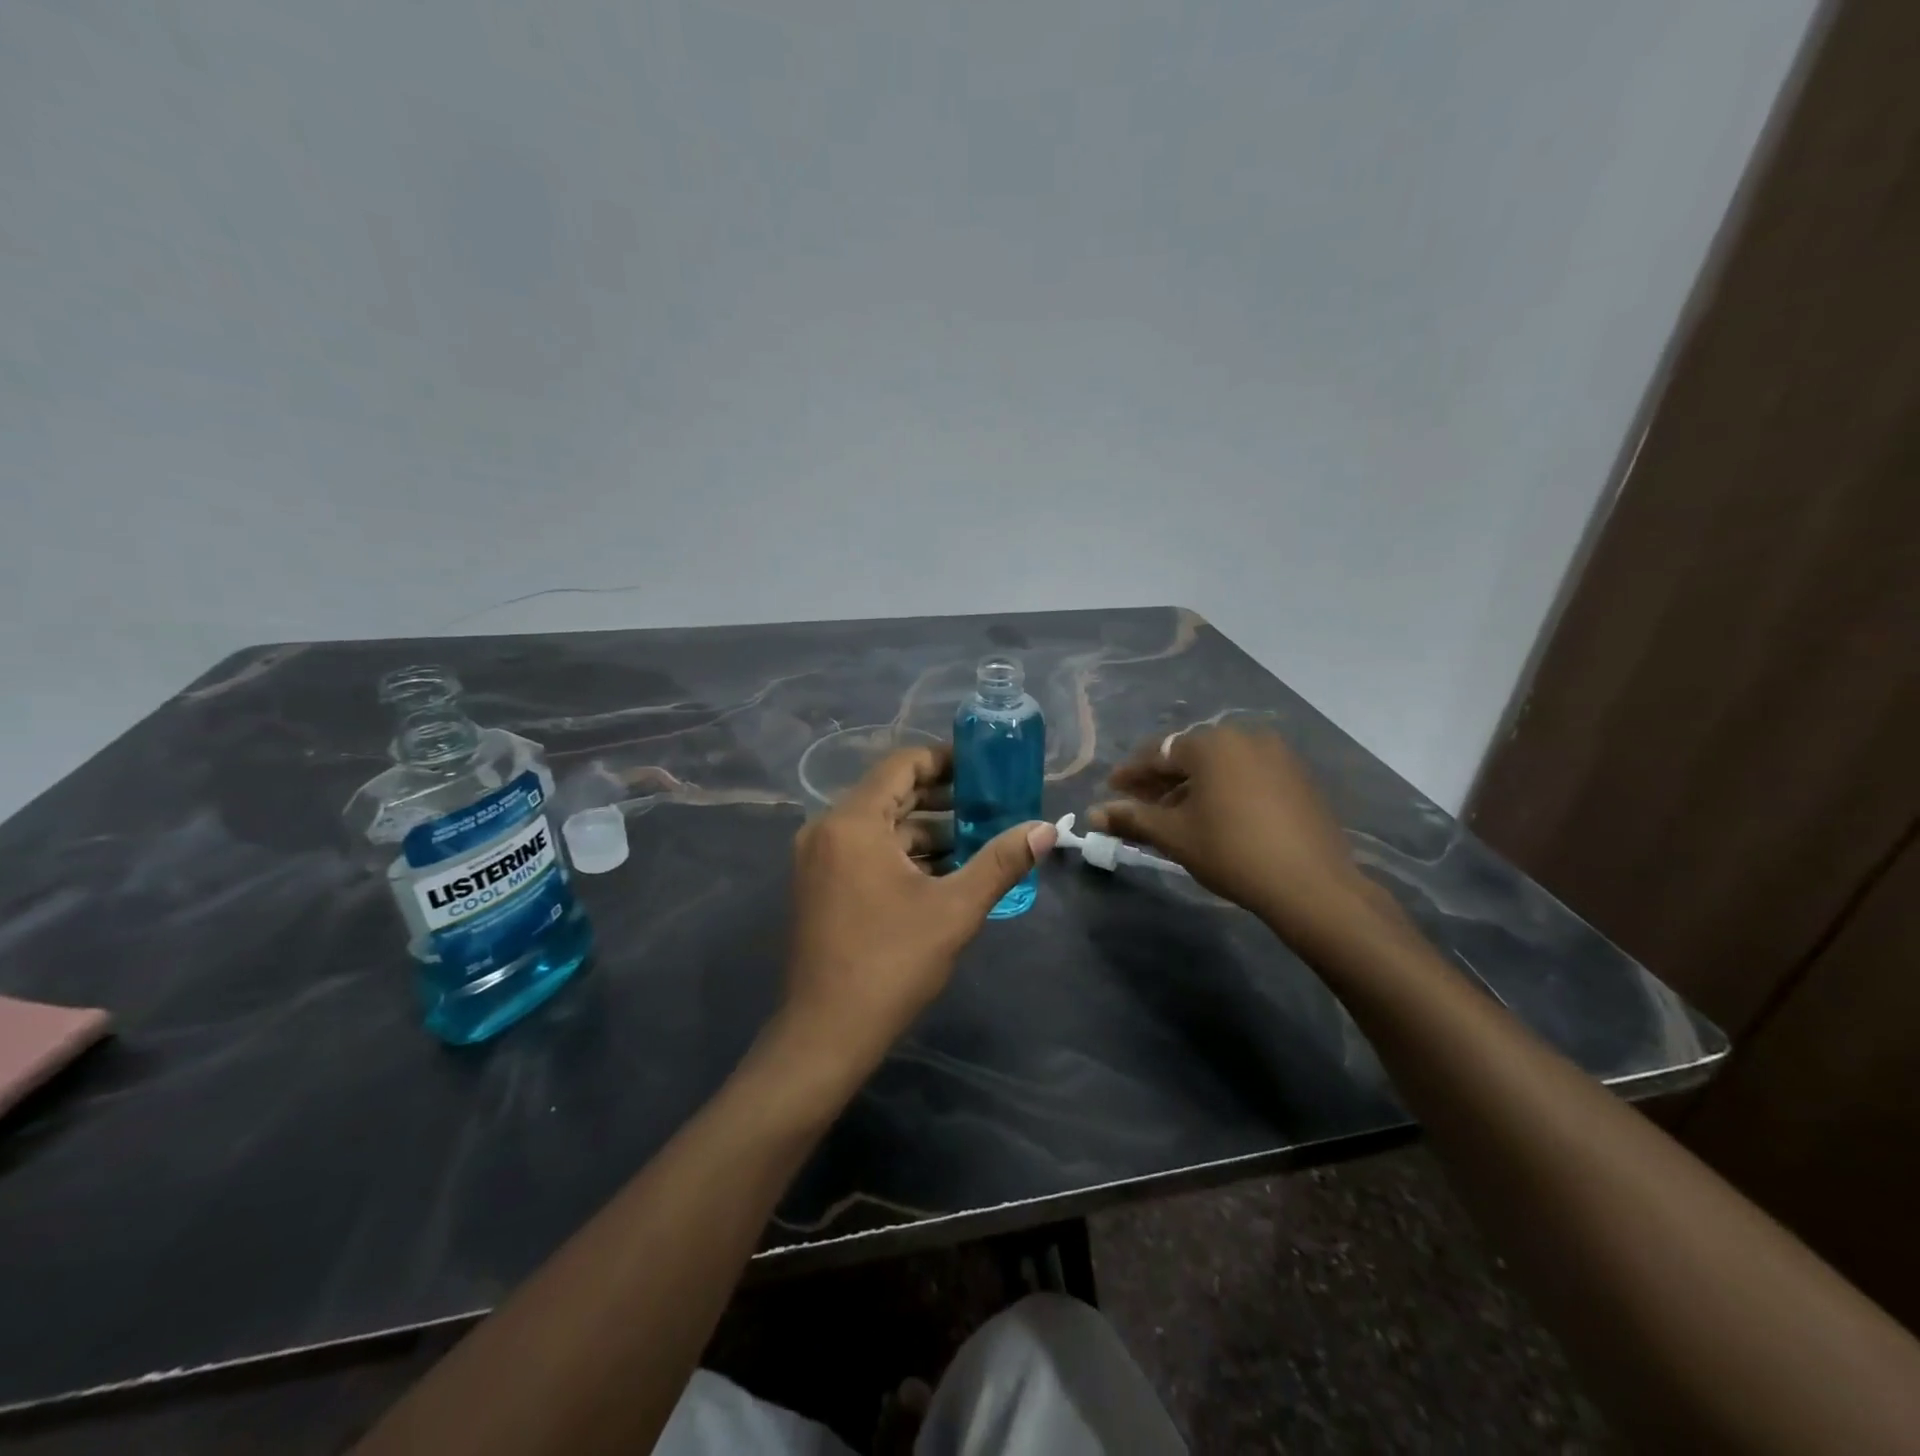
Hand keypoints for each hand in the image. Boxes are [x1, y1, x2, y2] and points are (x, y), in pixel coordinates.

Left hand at [777, 744, 1054, 1086]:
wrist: (826, 1034)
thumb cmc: (890, 964)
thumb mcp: (955, 909)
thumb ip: (1000, 862)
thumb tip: (1046, 829)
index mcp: (853, 822)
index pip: (902, 765)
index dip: (946, 760)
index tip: (985, 768)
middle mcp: (827, 829)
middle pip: (891, 794)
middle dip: (942, 798)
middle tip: (991, 802)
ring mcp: (818, 859)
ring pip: (879, 826)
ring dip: (926, 830)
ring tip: (977, 839)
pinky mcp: (819, 885)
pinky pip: (865, 851)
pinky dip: (902, 853)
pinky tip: (942, 871)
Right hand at [1089, 726, 1390, 947]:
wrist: (1311, 885)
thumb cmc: (1231, 852)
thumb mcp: (1174, 835)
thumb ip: (1132, 818)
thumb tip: (1093, 814)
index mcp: (1212, 744)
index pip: (1158, 752)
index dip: (1131, 773)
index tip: (1111, 789)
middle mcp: (1245, 737)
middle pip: (1190, 755)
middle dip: (1161, 780)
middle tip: (1139, 804)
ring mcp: (1278, 755)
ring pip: (1220, 766)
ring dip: (1192, 786)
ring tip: (1174, 814)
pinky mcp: (1298, 778)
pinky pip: (1247, 775)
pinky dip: (1224, 789)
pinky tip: (1214, 816)